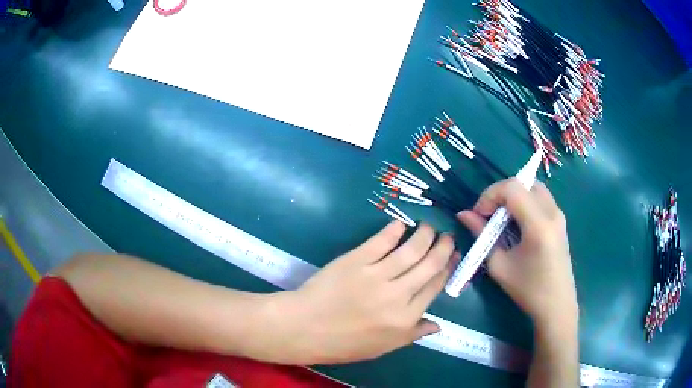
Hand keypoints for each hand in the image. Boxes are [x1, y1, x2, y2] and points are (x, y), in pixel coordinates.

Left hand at [276, 221, 458, 363]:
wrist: (305, 328)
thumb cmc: (343, 343)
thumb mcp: (383, 347)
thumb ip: (412, 334)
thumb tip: (438, 325)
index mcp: (406, 319)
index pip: (435, 287)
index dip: (447, 269)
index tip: (452, 258)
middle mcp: (397, 296)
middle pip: (429, 265)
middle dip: (443, 248)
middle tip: (448, 237)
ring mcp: (376, 276)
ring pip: (410, 250)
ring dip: (424, 235)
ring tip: (429, 227)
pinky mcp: (356, 260)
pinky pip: (381, 242)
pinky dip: (394, 231)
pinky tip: (401, 225)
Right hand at [457, 179, 576, 329]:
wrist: (557, 305)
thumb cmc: (527, 290)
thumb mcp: (499, 265)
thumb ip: (481, 235)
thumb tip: (463, 214)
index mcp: (538, 225)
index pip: (512, 188)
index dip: (490, 195)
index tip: (479, 214)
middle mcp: (552, 212)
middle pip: (523, 182)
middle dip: (501, 193)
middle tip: (489, 214)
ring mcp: (559, 214)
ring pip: (533, 187)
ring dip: (514, 195)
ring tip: (502, 218)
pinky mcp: (560, 219)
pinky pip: (540, 197)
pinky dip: (525, 201)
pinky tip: (518, 223)